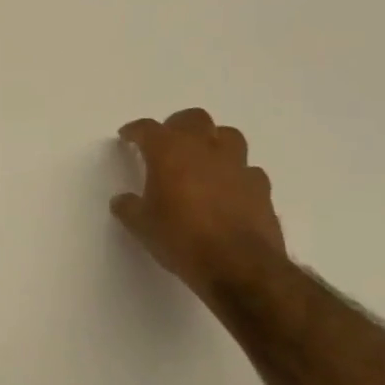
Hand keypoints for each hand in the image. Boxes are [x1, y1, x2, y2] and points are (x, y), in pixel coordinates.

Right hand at [111, 108, 286, 298]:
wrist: (239, 266)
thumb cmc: (181, 239)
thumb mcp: (141, 226)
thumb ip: (129, 207)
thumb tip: (123, 201)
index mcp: (169, 152)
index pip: (148, 128)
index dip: (135, 130)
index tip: (127, 137)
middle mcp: (204, 149)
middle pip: (193, 118)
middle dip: (177, 126)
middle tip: (167, 144)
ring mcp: (237, 166)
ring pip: (228, 135)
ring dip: (213, 141)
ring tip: (202, 160)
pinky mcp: (261, 187)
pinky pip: (248, 170)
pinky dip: (236, 174)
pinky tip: (229, 190)